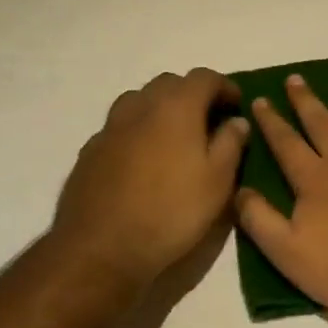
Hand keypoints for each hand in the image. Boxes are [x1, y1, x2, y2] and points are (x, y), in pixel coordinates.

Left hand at [51, 69, 251, 285]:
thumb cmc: (171, 212)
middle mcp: (140, 106)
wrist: (100, 249)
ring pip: (140, 102)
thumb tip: (237, 121)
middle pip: (169, 83)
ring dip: (161, 110)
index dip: (225, 86)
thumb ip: (231, 144)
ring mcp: (110, 127)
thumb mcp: (218, 181)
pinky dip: (138, 132)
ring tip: (176, 138)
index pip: (204, 77)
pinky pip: (121, 128)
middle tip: (209, 121)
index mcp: (175, 106)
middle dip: (192, 95)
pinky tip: (144, 162)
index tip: (237, 105)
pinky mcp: (90, 151)